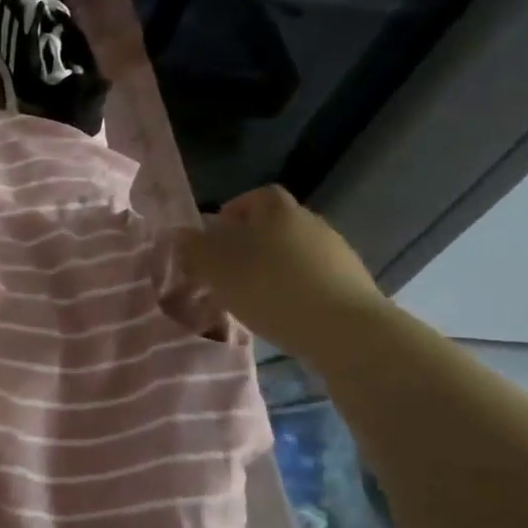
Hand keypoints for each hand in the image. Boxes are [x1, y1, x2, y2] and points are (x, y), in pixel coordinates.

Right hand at [175, 185, 390, 361]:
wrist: (345, 330)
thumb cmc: (271, 289)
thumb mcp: (217, 270)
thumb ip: (193, 249)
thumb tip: (177, 234)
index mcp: (278, 211)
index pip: (255, 197)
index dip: (233, 212)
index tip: (214, 237)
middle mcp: (310, 223)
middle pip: (274, 225)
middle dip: (248, 244)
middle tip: (224, 271)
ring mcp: (335, 252)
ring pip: (292, 253)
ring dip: (270, 268)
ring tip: (249, 297)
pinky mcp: (350, 283)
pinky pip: (311, 277)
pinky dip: (292, 288)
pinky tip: (280, 312)